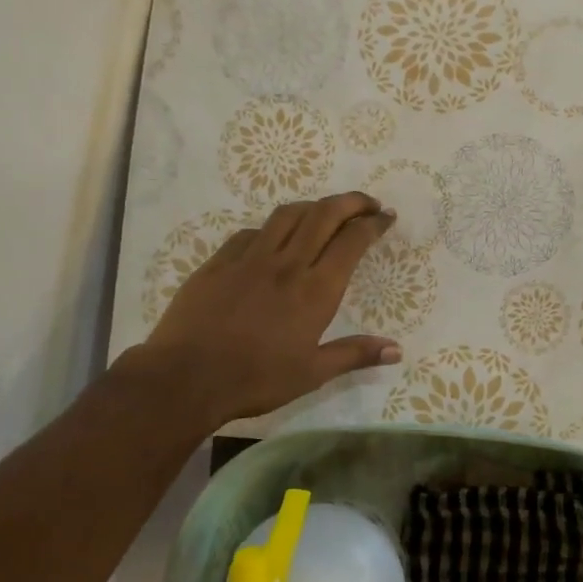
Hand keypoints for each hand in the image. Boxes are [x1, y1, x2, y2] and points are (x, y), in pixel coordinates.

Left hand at [135, 192, 400, 426]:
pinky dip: (273, 227)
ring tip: (326, 213)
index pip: (352, 241)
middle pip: (324, 214)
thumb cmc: (256, 379)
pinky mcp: (219, 262)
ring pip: (288, 215)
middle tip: (367, 204)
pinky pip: (252, 232)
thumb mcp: (312, 373)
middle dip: (351, 202)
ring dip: (313, 206)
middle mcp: (287, 264)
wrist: (186, 377)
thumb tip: (396, 350)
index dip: (373, 224)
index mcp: (315, 290)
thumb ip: (355, 354)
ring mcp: (249, 258)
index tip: (386, 217)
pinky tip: (273, 238)